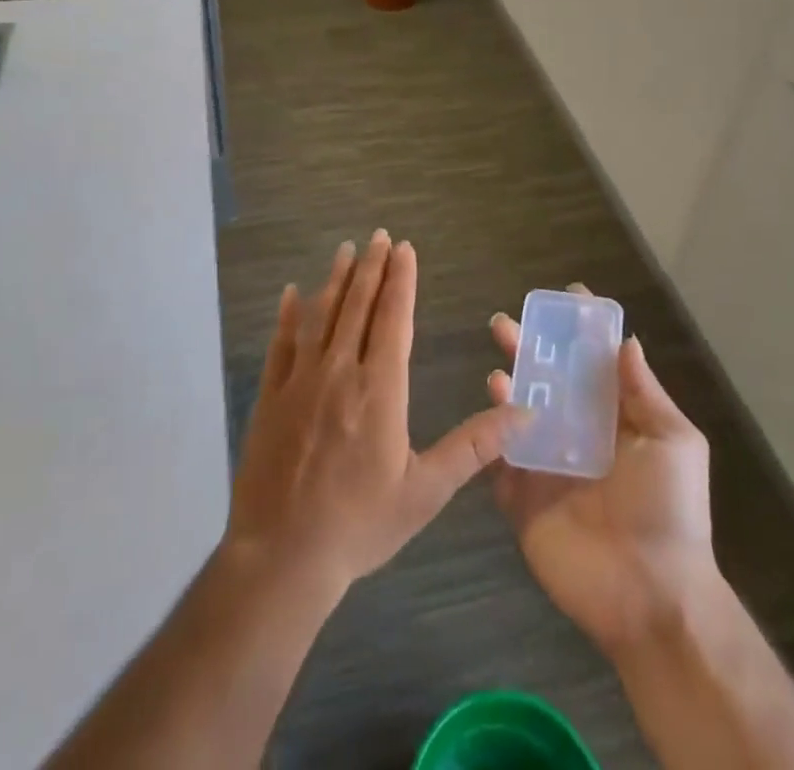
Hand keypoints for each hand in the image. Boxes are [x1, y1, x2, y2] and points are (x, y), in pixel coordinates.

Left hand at [225, 230, 518, 599]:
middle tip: (378, 236)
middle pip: (357, 306)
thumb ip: (474, 447)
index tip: (404, 248)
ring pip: (320, 316)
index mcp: (379, 389)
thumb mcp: (427, 491)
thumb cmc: (361, 524)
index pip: (393, 319)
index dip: (400, 281)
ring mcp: (299, 381)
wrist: (283, 558)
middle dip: (371, 267)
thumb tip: (522, 413)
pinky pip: (280, 345)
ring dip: (335, 280)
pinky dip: (287, 316)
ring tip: (345, 250)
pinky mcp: (270, 397)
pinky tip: (291, 294)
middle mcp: (339, 372)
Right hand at [487, 285, 724, 656]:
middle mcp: (578, 434)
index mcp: (615, 420)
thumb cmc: (669, 510)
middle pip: (548, 381)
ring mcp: (547, 465)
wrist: (652, 597)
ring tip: (498, 362)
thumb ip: (645, 392)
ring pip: (519, 412)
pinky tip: (490, 404)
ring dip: (508, 382)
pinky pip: (500, 457)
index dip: (581, 332)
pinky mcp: (522, 497)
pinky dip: (491, 431)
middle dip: (529, 349)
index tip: (566, 297)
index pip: (593, 365)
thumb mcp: (674, 442)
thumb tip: (626, 340)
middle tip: (505, 323)